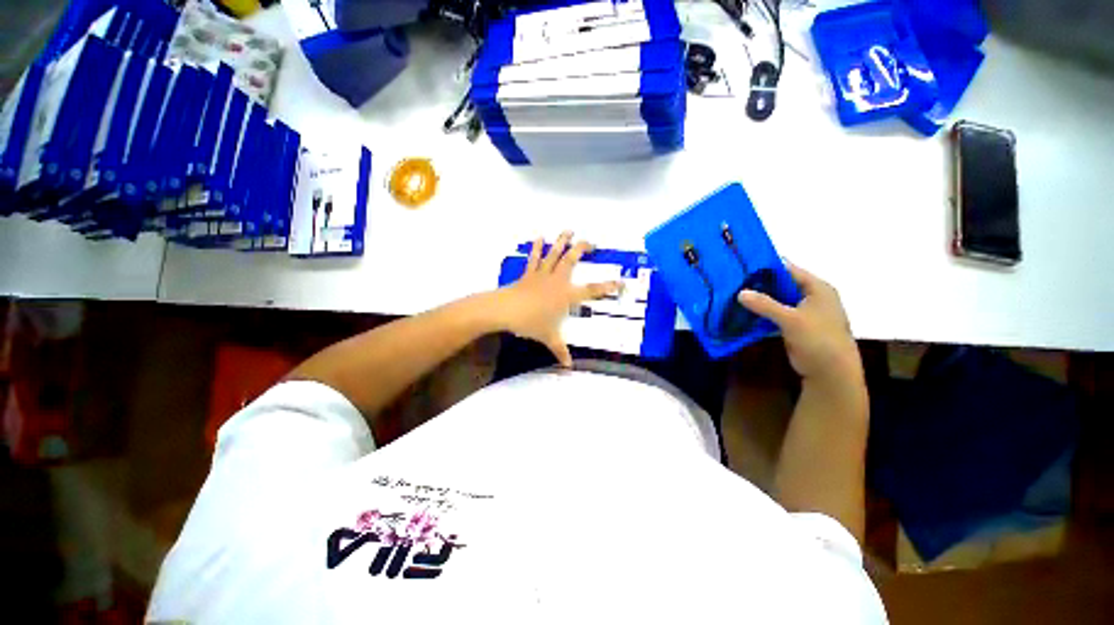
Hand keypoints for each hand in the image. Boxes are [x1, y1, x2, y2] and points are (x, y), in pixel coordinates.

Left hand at [494, 232, 620, 365]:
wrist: (507, 311)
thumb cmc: (532, 323)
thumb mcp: (549, 338)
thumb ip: (560, 350)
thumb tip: (569, 367)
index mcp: (567, 295)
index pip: (592, 290)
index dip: (608, 286)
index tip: (621, 281)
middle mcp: (557, 281)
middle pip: (572, 261)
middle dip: (582, 249)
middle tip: (590, 242)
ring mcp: (542, 275)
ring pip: (555, 254)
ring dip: (562, 241)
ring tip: (568, 230)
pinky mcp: (529, 274)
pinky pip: (534, 258)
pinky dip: (537, 247)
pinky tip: (539, 237)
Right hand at [737, 264, 862, 389]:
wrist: (831, 373)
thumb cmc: (818, 340)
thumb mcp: (791, 320)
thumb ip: (765, 304)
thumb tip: (740, 292)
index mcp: (817, 288)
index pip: (789, 270)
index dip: (766, 266)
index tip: (742, 265)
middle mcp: (811, 296)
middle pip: (782, 284)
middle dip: (759, 284)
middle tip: (733, 282)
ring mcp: (804, 312)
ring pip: (777, 300)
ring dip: (759, 299)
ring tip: (734, 295)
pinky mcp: (796, 325)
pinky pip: (776, 314)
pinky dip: (762, 313)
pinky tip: (744, 312)